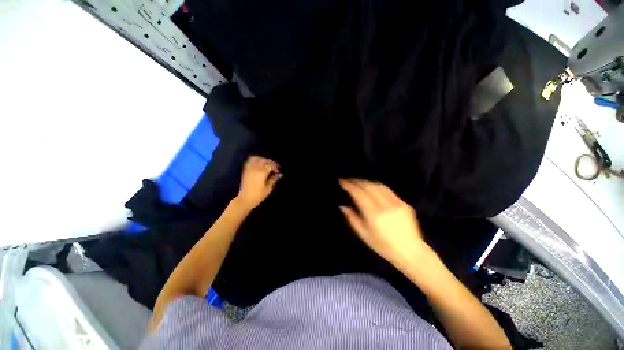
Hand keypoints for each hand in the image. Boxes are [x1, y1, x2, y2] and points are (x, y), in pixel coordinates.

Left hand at [235, 156, 280, 210]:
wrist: (245, 199)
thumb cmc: (258, 195)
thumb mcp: (268, 188)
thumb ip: (273, 179)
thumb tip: (279, 175)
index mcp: (262, 173)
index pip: (270, 165)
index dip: (275, 167)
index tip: (278, 171)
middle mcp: (255, 168)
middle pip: (264, 160)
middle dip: (270, 162)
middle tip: (275, 166)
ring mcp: (249, 169)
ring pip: (256, 158)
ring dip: (263, 159)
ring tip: (267, 163)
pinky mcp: (245, 170)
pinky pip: (249, 161)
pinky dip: (255, 160)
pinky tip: (259, 163)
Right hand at [339, 179, 425, 269]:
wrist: (411, 252)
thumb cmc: (384, 247)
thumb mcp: (364, 235)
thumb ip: (352, 219)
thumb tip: (343, 206)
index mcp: (374, 216)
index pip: (359, 194)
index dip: (350, 186)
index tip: (342, 182)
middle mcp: (385, 206)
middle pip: (369, 187)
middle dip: (357, 181)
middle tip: (349, 180)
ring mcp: (396, 203)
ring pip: (378, 186)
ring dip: (367, 182)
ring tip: (359, 182)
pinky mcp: (404, 203)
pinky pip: (388, 190)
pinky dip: (377, 186)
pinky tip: (372, 187)